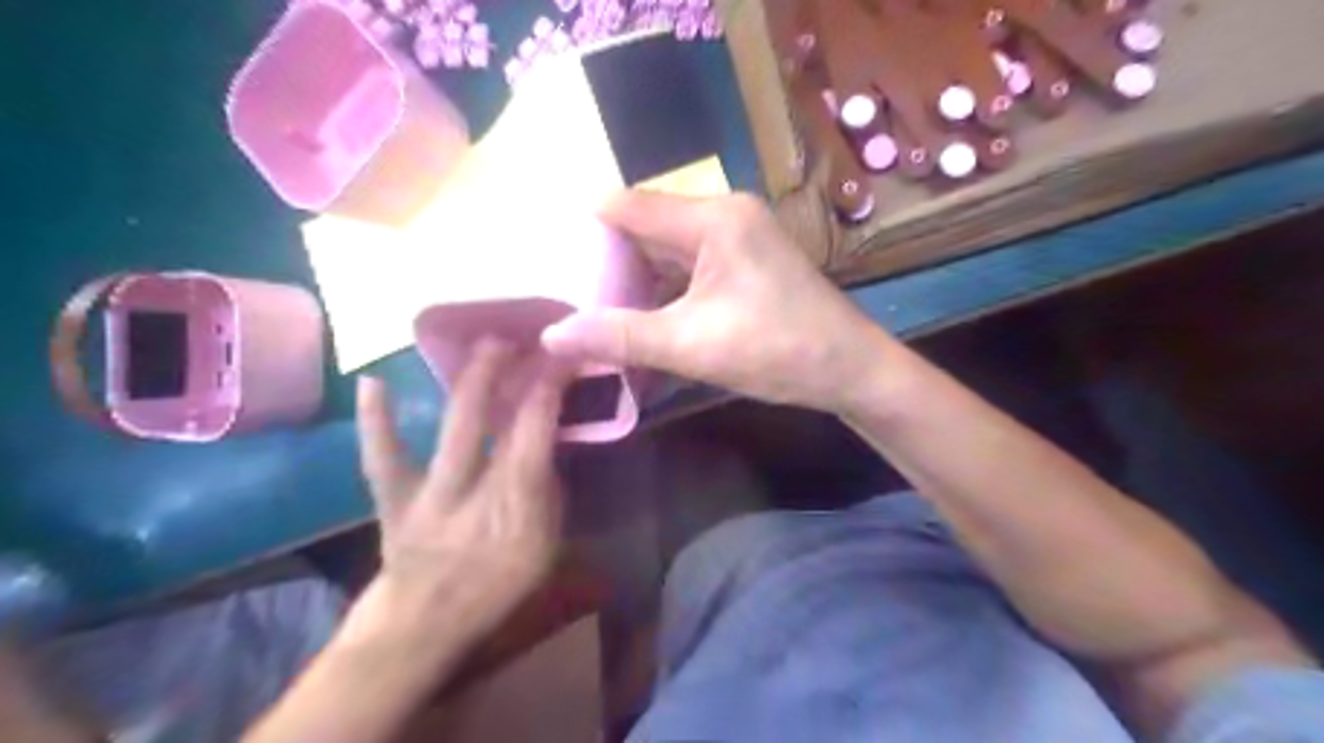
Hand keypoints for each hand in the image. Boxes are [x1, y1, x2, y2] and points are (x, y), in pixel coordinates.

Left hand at [344, 338, 569, 643]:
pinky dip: (377, 420)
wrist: (425, 625)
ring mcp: (434, 491)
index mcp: (521, 502)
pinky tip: (371, 380)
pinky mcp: (395, 497)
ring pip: (457, 428)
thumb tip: (548, 447)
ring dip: (473, 381)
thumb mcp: (546, 547)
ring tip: (486, 343)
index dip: (551, 387)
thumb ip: (550, 495)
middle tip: (526, 335)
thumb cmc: (495, 588)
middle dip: (516, 371)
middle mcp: (480, 488)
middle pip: (503, 421)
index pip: (541, 432)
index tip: (562, 354)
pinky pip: (382, 457)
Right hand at [541, 193, 898, 413]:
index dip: (585, 232)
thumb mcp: (692, 345)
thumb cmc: (778, 350)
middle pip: (645, 227)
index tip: (551, 266)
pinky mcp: (745, 262)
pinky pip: (689, 267)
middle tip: (566, 298)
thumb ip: (619, 336)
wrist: (851, 370)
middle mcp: (723, 215)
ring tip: (594, 313)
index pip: (627, 206)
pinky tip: (641, 319)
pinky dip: (663, 291)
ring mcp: (738, 238)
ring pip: (666, 251)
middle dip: (608, 263)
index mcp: (712, 218)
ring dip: (635, 281)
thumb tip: (551, 336)